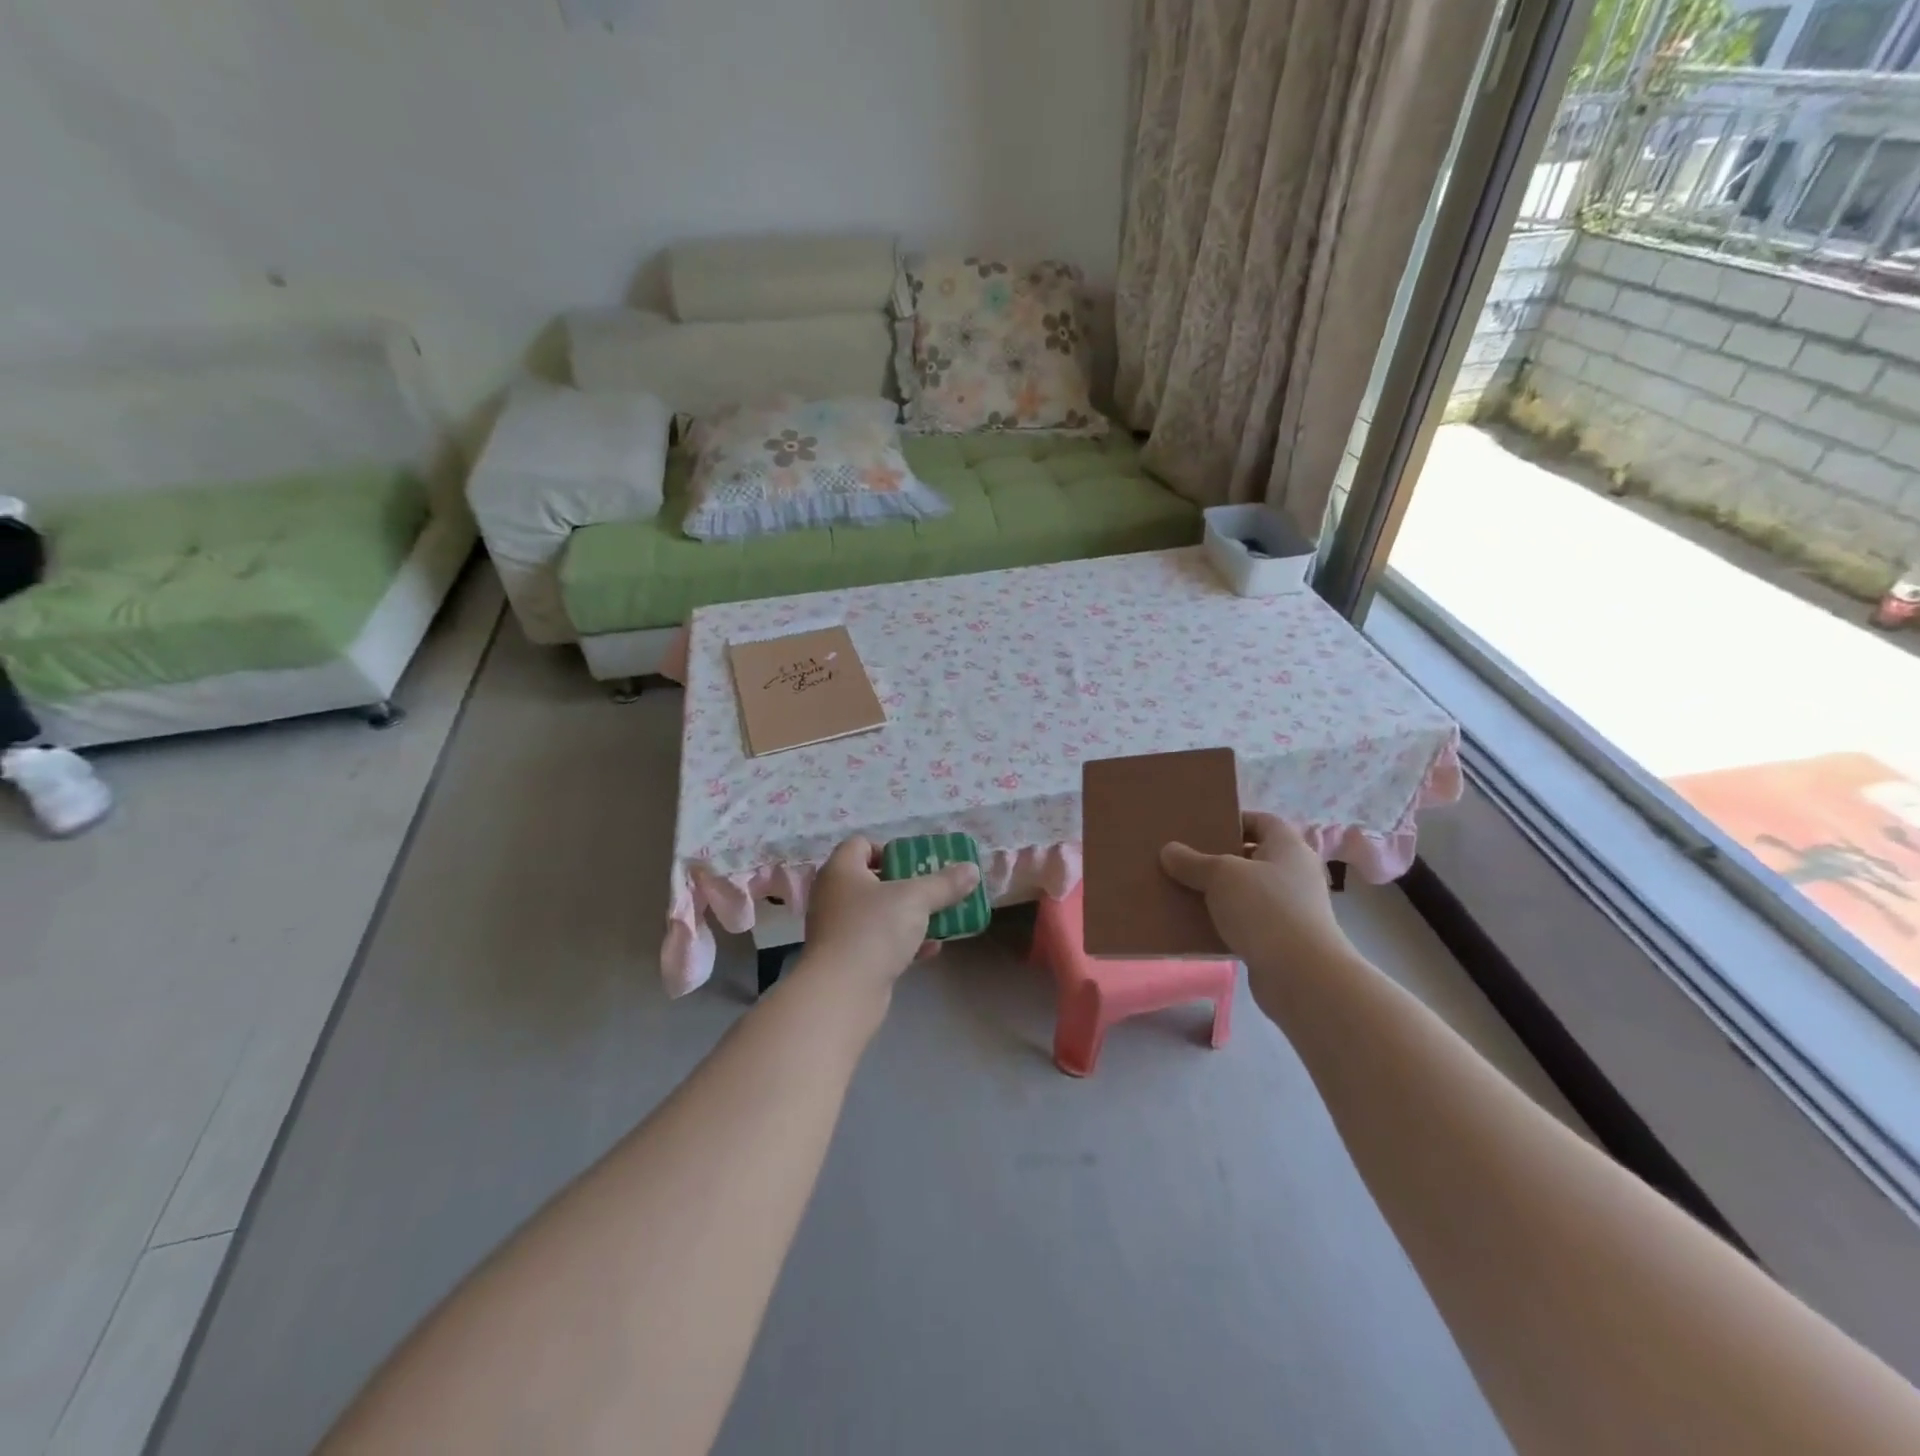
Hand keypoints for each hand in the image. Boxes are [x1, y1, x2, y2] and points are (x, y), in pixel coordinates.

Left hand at [800, 836, 980, 994]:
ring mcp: (838, 930)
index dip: (889, 849)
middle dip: (906, 884)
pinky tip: (932, 949)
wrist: (842, 992)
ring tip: (940, 917)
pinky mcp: (846, 960)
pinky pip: (878, 942)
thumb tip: (972, 869)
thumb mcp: (916, 899)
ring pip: (878, 914)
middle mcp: (834, 896)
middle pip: (872, 880)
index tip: (916, 863)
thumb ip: (945, 883)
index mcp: (841, 870)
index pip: (860, 845)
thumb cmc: (874, 929)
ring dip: (908, 915)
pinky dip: (903, 943)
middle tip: (934, 888)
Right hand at [1160, 813, 1352, 970]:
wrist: (1301, 975)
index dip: (1233, 821)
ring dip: (1220, 892)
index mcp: (1288, 847)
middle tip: (1185, 859)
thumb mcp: (1221, 876)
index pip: (1261, 821)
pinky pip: (1247, 921)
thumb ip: (1193, 862)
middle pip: (1253, 857)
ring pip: (1247, 892)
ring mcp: (1292, 909)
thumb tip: (1169, 850)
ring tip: (1184, 890)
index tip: (1201, 828)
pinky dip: (1225, 921)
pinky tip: (1197, 924)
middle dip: (1219, 858)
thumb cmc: (1265, 909)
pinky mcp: (1282, 940)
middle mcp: (1295, 873)